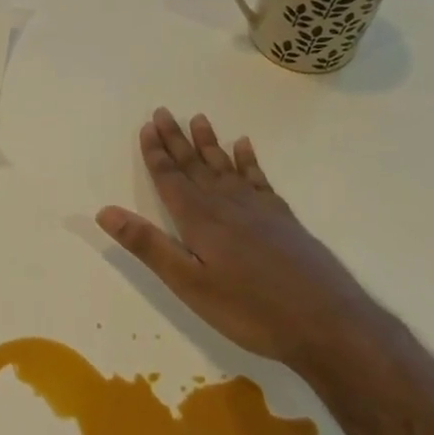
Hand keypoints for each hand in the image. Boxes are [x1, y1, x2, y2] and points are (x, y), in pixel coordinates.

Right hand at [95, 108, 367, 367]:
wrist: (327, 322)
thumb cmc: (250, 309)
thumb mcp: (189, 284)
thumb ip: (148, 245)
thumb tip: (106, 211)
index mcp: (199, 220)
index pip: (170, 178)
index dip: (156, 153)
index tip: (147, 126)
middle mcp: (226, 204)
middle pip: (195, 165)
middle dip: (177, 139)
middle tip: (163, 112)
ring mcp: (258, 209)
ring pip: (225, 166)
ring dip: (209, 143)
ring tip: (199, 118)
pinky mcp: (282, 218)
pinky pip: (259, 179)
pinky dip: (249, 160)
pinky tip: (244, 146)